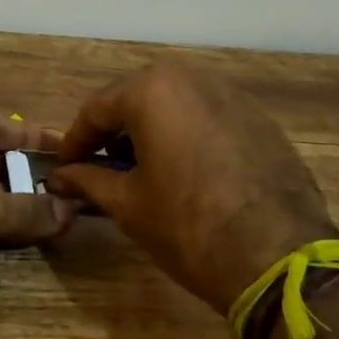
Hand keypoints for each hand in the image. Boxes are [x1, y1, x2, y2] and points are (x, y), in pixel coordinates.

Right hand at [50, 64, 336, 313]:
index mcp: (153, 90)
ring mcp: (234, 96)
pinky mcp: (262, 121)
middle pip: (137, 99)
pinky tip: (186, 173)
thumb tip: (58, 178)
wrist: (280, 259)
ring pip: (176, 106)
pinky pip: (209, 119)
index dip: (75, 141)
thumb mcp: (128, 204)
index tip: (64, 168)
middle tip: (100, 167)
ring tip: (142, 171)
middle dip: (114, 133)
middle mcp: (193, 79)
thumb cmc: (188, 226)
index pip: (96, 109)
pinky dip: (188, 138)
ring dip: (152, 132)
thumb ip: (88, 180)